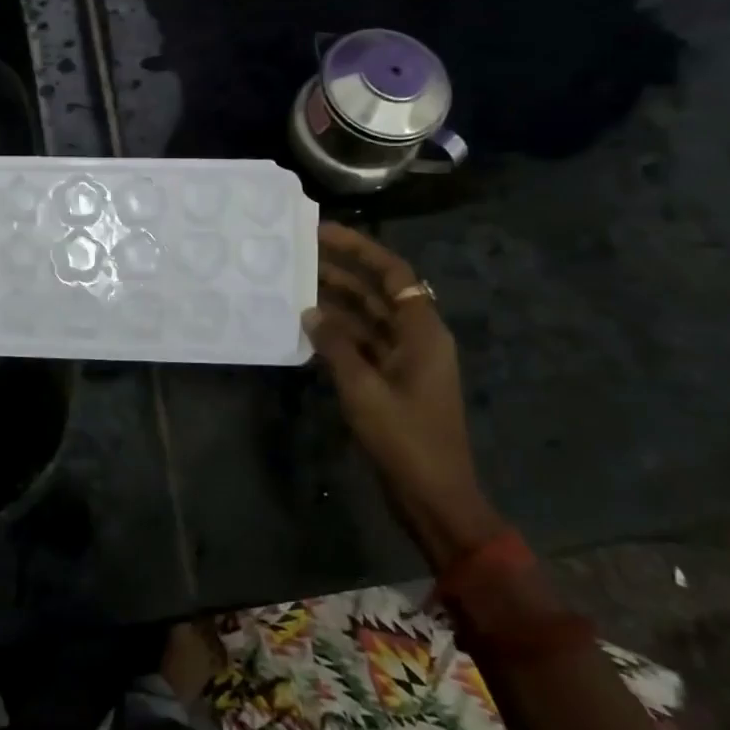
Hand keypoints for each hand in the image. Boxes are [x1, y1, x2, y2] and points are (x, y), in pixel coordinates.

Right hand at [302, 221, 504, 563]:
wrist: (434, 497)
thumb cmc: (405, 439)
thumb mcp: (364, 389)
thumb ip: (336, 345)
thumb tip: (311, 312)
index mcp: (423, 331)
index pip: (393, 273)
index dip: (360, 249)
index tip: (323, 232)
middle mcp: (417, 338)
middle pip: (379, 292)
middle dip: (342, 272)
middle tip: (299, 257)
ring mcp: (405, 361)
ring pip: (369, 319)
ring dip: (336, 304)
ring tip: (295, 288)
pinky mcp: (393, 383)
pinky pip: (364, 346)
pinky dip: (339, 336)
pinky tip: (307, 331)